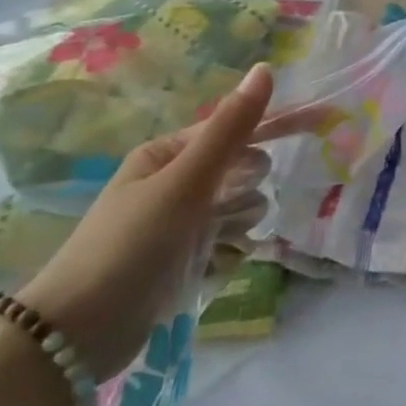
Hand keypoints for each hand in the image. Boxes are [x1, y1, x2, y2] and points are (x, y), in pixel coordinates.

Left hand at [17, 63, 276, 376]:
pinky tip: (207, 269)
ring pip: (248, 209)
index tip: (329, 118)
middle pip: (249, 171)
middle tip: (218, 209)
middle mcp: (179, 183)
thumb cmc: (128, 246)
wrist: (76, 336)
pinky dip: (228, 255)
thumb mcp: (183, 183)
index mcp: (170, 154)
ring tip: (209, 246)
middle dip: (245, 189)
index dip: (284, 123)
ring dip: (237, 226)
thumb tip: (265, 70)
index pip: (241, 129)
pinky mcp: (188, 260)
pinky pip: (235, 244)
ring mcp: (184, 223)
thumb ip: (230, 128)